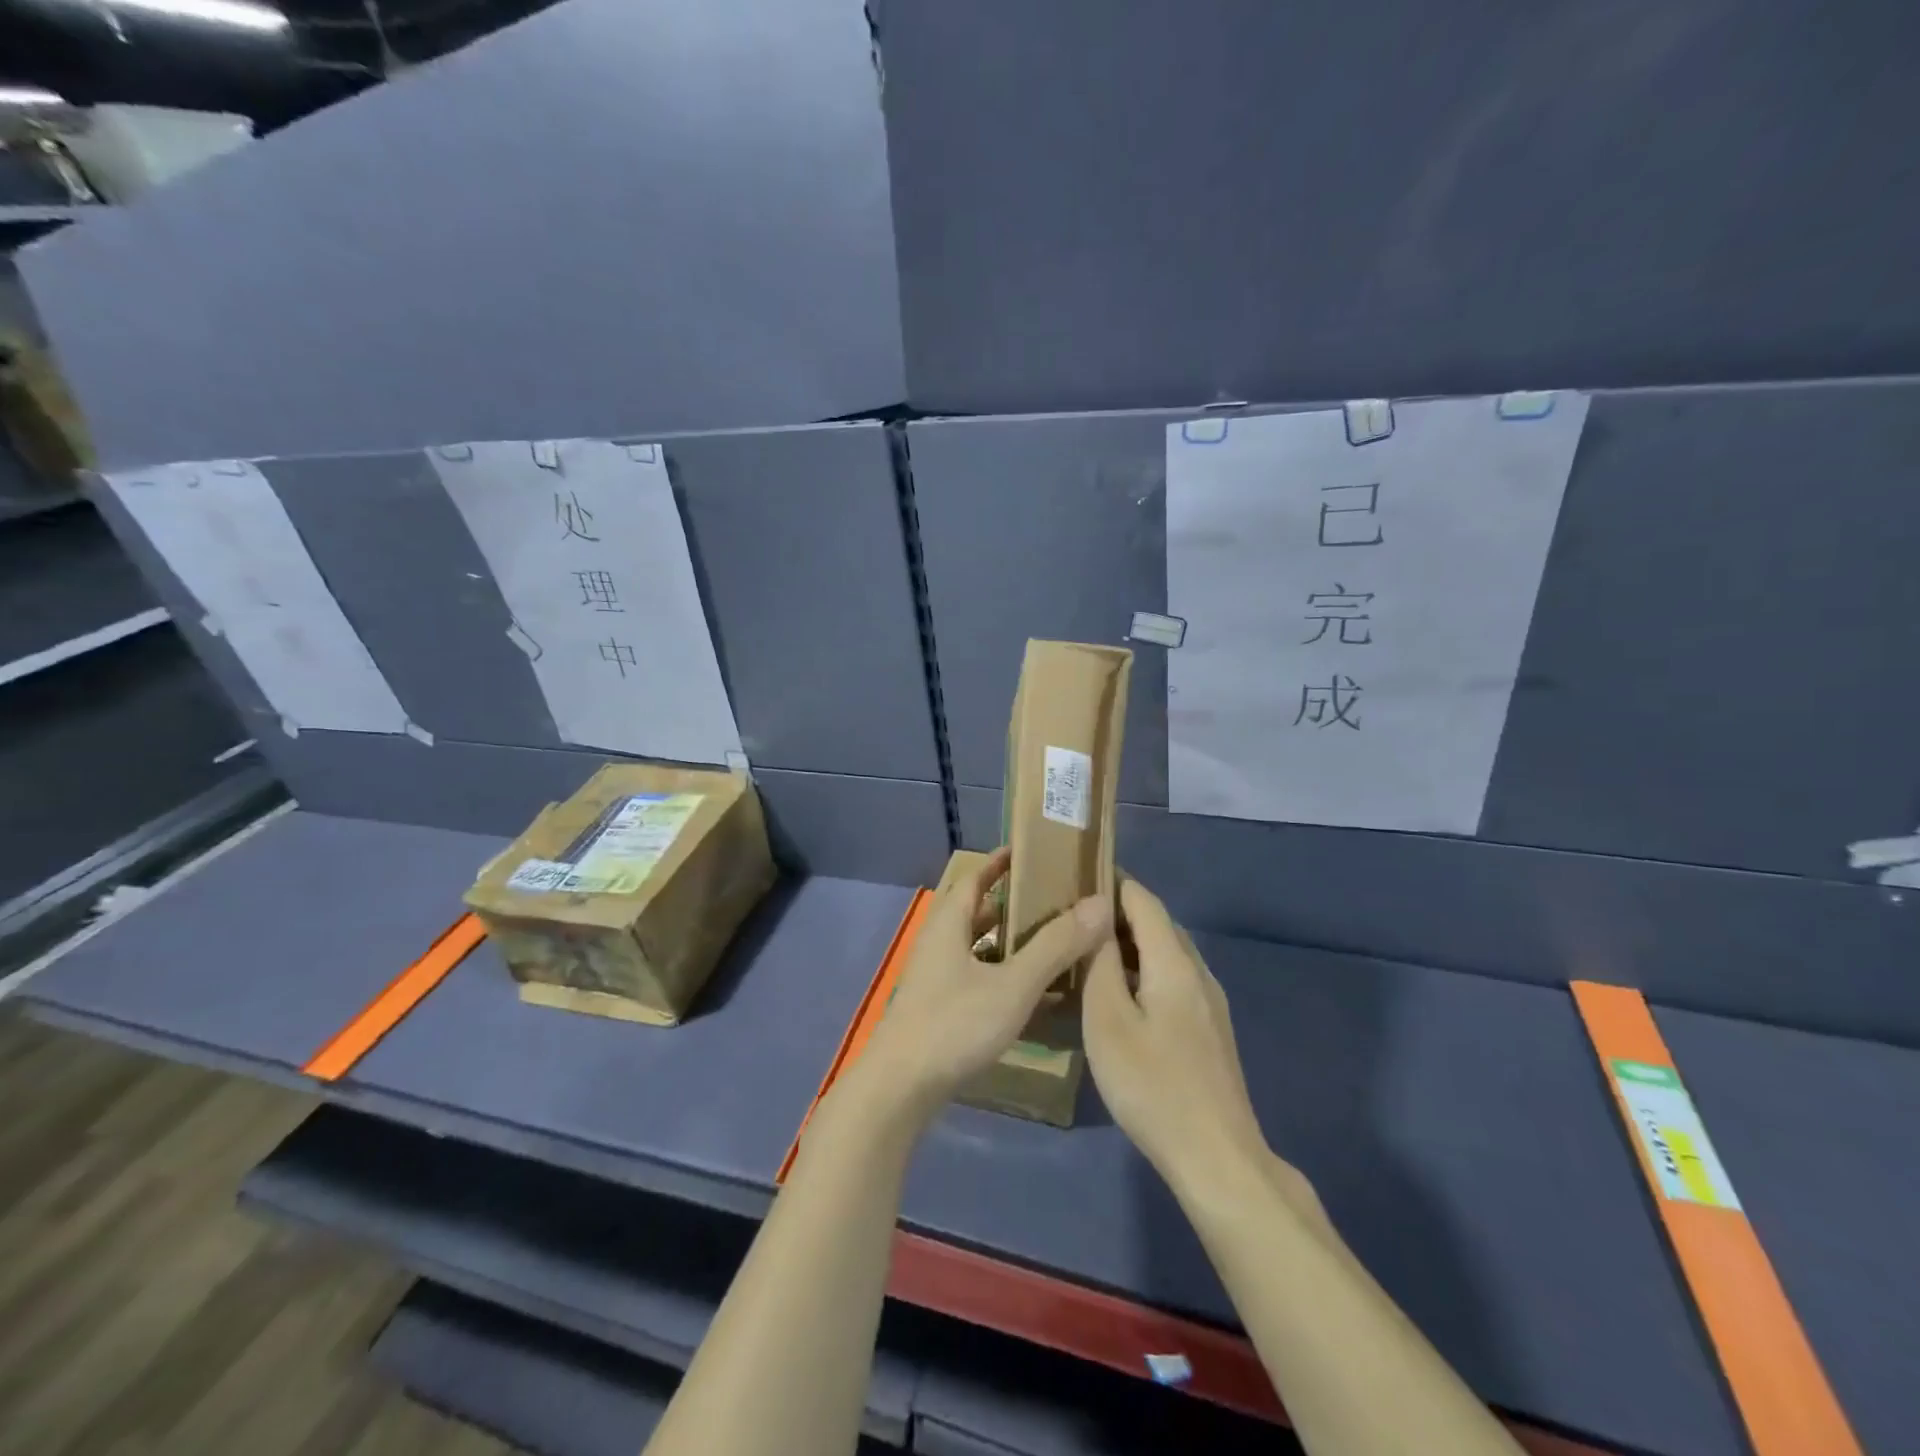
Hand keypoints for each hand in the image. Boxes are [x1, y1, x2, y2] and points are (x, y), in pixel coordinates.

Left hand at [852, 847, 1113, 1124]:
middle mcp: (938, 943)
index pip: (974, 877)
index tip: (1032, 853)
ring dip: (1008, 940)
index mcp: (949, 924)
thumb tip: (1100, 903)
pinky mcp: (938, 1007)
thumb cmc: (955, 1025)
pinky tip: (1029, 991)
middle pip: (976, 910)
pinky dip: (1001, 973)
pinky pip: (975, 975)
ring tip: (1050, 940)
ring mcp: (935, 977)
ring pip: (976, 946)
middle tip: (1055, 899)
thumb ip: (1055, 945)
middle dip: (1012, 903)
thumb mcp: (1013, 984)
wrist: (901, 1089)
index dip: (1000, 863)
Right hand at [1083, 878, 1278, 1199]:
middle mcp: (1198, 972)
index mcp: (1174, 962)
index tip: (1076, 874)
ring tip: (1089, 950)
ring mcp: (1210, 1003)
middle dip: (1118, 911)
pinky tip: (1120, 994)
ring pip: (1167, 954)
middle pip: (1159, 924)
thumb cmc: (1153, 1085)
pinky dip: (1144, 970)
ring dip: (1131, 943)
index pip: (1144, 900)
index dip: (1113, 881)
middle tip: (1073, 915)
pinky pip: (1174, 979)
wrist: (1217, 1157)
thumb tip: (1094, 920)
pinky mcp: (1210, 1030)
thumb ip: (1100, 964)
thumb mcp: (1109, 1021)